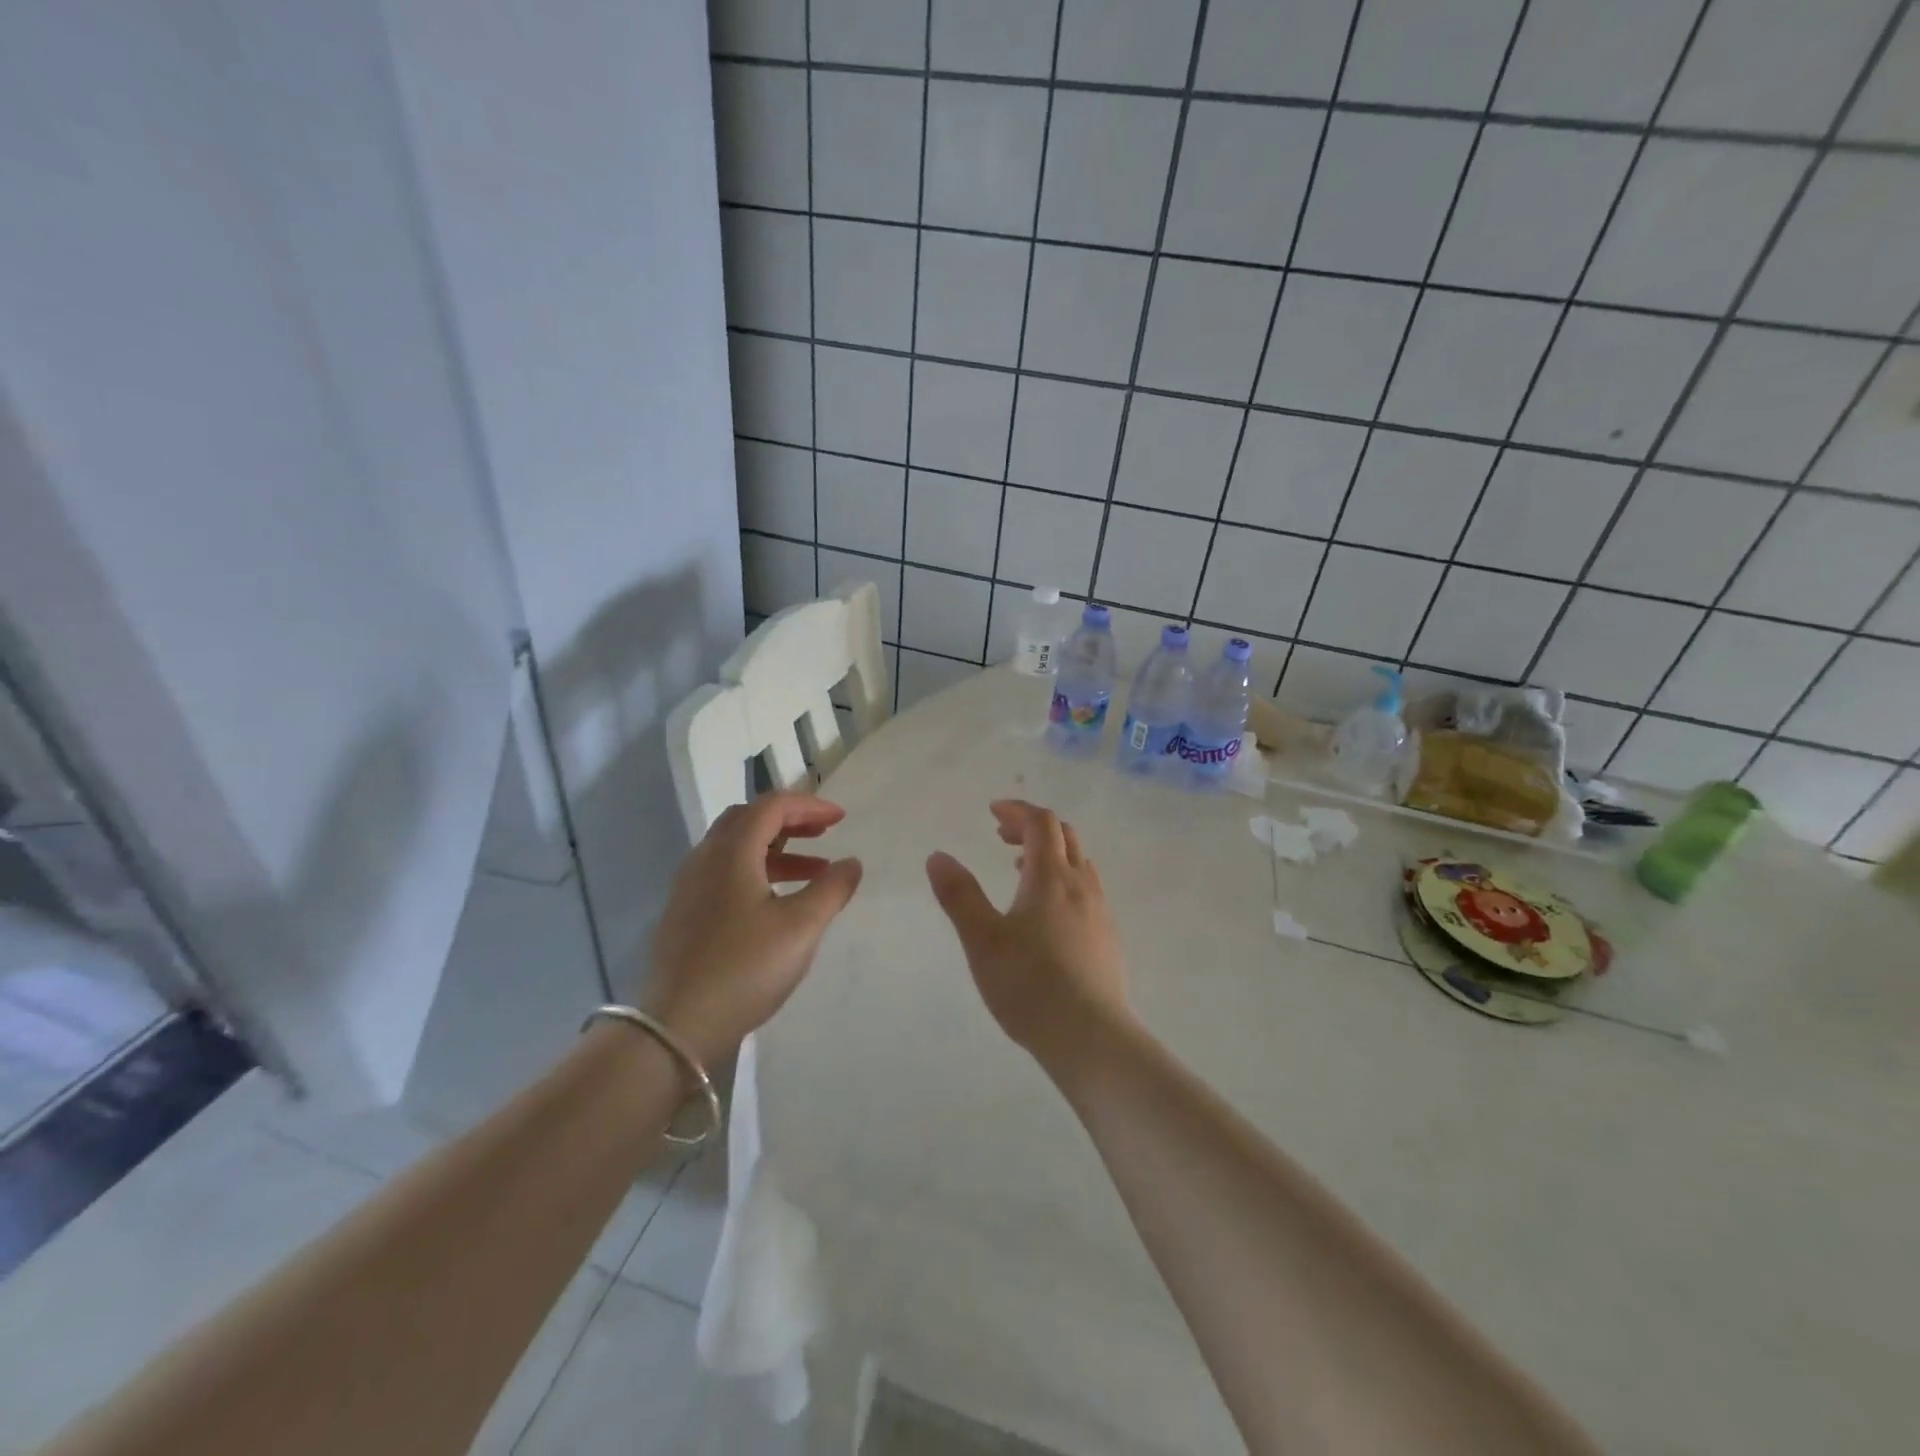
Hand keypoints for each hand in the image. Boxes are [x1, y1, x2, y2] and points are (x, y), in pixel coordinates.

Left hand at [645, 793, 863, 1065]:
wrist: (676, 1026)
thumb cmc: (745, 968)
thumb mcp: (801, 927)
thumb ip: (831, 889)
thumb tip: (851, 862)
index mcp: (731, 852)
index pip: (772, 806)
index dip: (810, 805)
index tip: (841, 819)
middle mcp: (704, 858)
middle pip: (749, 819)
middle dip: (790, 821)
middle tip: (823, 833)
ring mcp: (689, 886)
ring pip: (736, 848)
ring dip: (777, 849)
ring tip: (814, 872)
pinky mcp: (685, 913)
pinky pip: (725, 873)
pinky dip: (757, 870)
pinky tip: (777, 902)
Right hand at [925, 800, 1131, 1068]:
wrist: (1089, 1036)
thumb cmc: (1029, 984)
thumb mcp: (982, 940)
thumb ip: (959, 895)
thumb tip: (938, 856)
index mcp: (1051, 877)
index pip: (1040, 823)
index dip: (1017, 810)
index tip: (992, 811)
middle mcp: (1081, 885)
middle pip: (1065, 835)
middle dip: (1032, 827)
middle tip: (1001, 836)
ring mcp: (1100, 911)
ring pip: (1079, 863)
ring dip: (1050, 853)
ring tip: (1019, 870)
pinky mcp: (1107, 937)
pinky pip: (1086, 889)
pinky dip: (1063, 879)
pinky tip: (1046, 913)